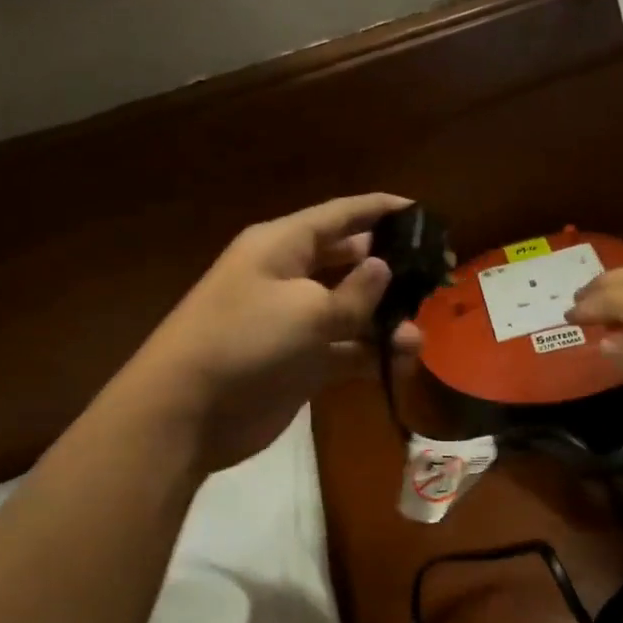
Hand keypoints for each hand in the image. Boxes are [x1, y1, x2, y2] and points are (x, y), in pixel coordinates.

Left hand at [128, 194, 420, 471]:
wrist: (187, 412)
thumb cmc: (246, 342)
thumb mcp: (308, 310)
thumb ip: (355, 292)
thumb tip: (383, 268)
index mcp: (282, 246)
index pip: (340, 216)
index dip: (380, 210)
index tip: (421, 211)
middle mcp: (288, 276)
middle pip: (349, 261)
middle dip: (390, 269)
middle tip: (435, 277)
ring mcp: (293, 322)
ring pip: (352, 310)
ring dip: (385, 321)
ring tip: (417, 335)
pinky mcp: (299, 362)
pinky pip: (345, 349)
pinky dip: (371, 354)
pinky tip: (401, 361)